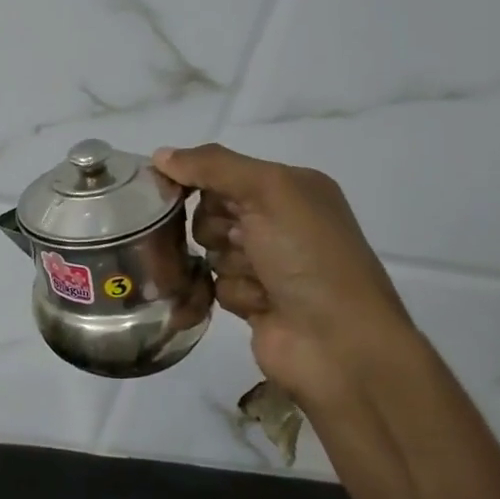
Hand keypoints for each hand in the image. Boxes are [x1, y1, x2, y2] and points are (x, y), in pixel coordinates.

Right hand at [154, 145, 420, 419]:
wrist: (339, 343)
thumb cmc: (309, 256)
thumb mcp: (268, 192)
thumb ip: (213, 166)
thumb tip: (160, 155)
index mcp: (292, 187)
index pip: (223, 171)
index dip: (197, 180)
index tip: (172, 191)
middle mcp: (281, 221)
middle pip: (211, 212)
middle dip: (216, 228)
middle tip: (241, 240)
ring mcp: (268, 263)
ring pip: (210, 251)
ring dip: (228, 264)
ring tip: (258, 279)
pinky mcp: (254, 300)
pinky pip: (216, 285)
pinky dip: (235, 293)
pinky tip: (260, 305)